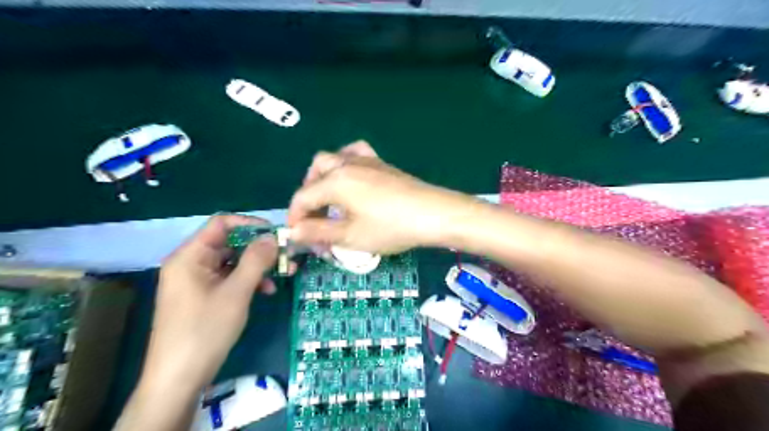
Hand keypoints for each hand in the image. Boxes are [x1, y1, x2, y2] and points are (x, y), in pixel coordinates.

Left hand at [141, 214, 279, 392]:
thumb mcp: (236, 292)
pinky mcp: (202, 296)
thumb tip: (272, 236)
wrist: (178, 379)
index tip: (277, 234)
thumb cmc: (205, 330)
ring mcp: (196, 280)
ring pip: (232, 261)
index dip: (251, 224)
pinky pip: (228, 278)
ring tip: (283, 274)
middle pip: (229, 242)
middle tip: (286, 256)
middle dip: (260, 248)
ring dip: (258, 265)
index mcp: (190, 256)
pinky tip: (266, 290)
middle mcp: (191, 263)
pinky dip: (248, 280)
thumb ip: (256, 260)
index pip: (222, 223)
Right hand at [289, 142, 479, 254]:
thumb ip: (318, 232)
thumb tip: (293, 231)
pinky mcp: (382, 163)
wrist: (433, 214)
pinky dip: (347, 163)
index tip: (298, 236)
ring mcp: (366, 160)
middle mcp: (347, 164)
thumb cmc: (390, 227)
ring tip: (330, 199)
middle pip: (315, 172)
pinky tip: (352, 177)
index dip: (296, 217)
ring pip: (334, 159)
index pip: (303, 197)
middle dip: (309, 195)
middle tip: (316, 219)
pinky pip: (356, 153)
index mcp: (335, 181)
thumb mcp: (351, 236)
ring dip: (324, 177)